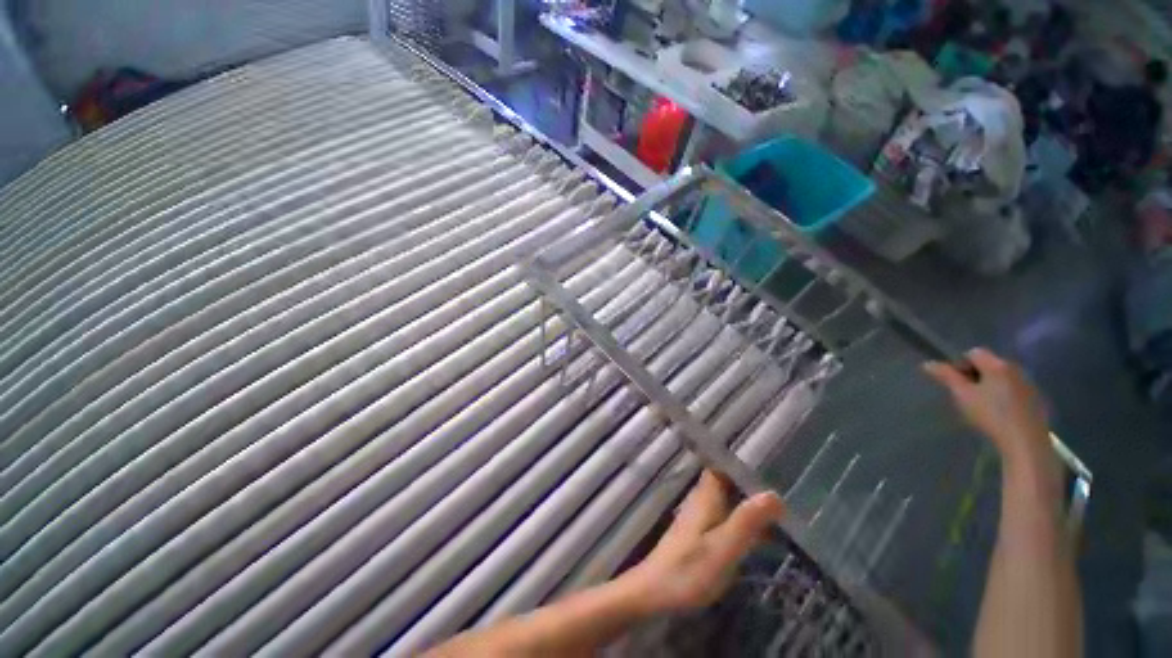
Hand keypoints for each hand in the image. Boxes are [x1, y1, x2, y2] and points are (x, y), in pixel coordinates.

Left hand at [621, 471, 783, 614]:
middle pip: (726, 484)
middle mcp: (700, 502)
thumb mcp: (723, 547)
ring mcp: (698, 519)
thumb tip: (774, 494)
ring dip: (748, 506)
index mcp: (705, 497)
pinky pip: (724, 520)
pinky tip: (759, 538)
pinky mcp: (698, 536)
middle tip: (783, 495)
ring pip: (726, 502)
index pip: (721, 467)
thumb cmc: (689, 570)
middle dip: (750, 487)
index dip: (741, 465)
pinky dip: (741, 523)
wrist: (653, 594)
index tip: (768, 466)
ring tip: (780, 515)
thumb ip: (747, 521)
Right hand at [924, 348, 1054, 472]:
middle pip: (990, 364)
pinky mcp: (1037, 400)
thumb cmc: (991, 415)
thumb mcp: (962, 395)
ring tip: (984, 406)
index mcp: (997, 365)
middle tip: (967, 395)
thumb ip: (946, 376)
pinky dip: (1005, 396)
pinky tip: (1001, 414)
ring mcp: (1029, 384)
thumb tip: (927, 363)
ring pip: (1003, 378)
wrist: (1026, 442)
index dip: (960, 365)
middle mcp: (1015, 369)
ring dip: (991, 386)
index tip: (956, 384)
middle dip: (976, 376)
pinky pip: (1015, 390)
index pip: (974, 352)